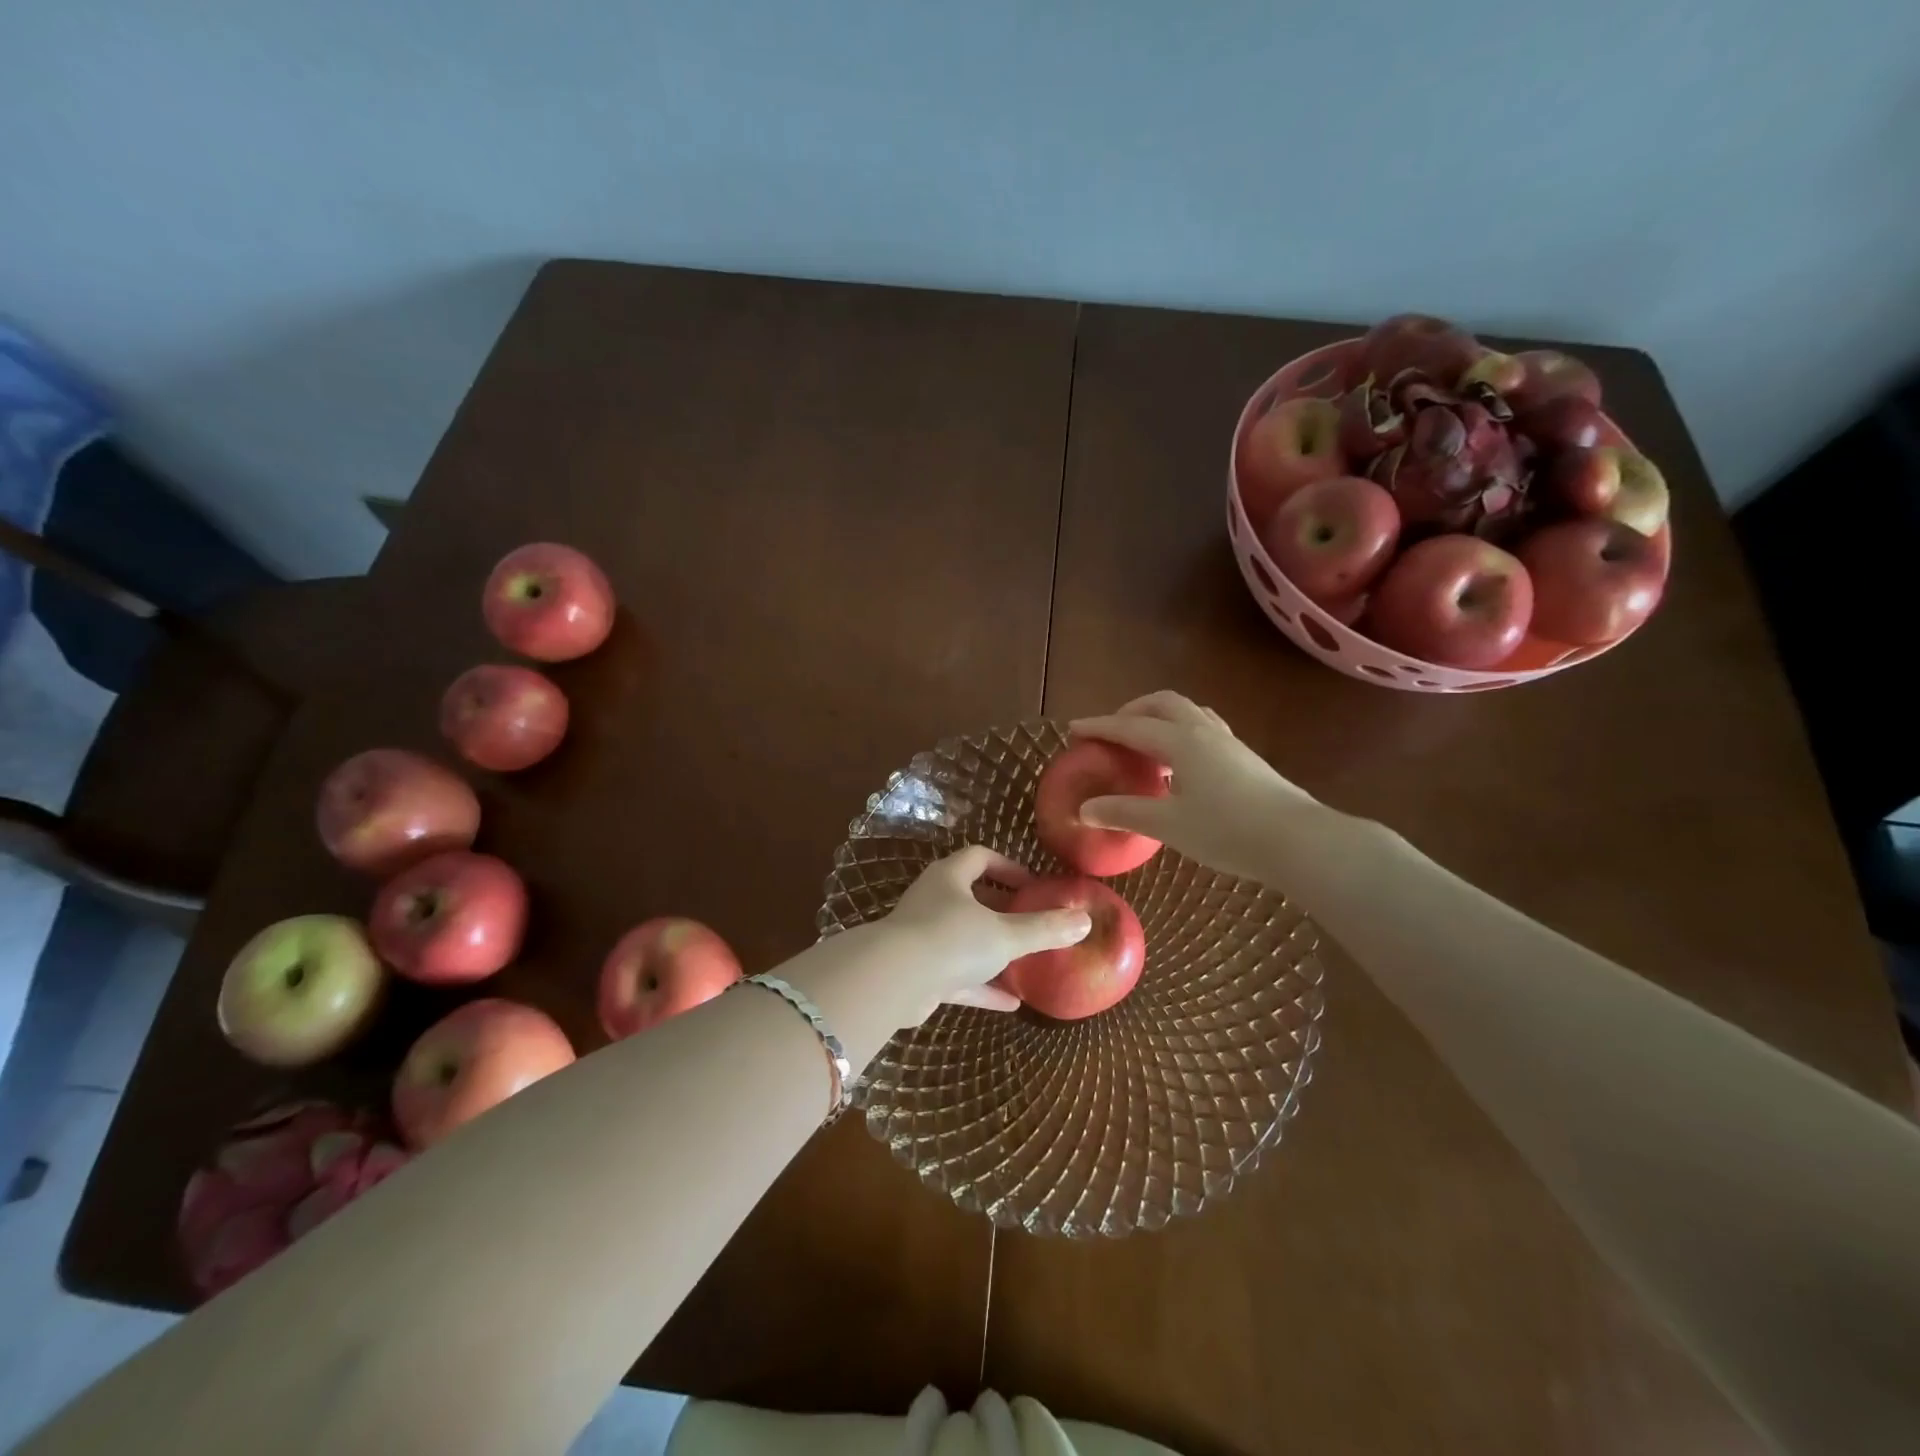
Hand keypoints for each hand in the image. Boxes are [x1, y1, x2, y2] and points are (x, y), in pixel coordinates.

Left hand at [878, 845, 1091, 1017]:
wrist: (893, 982)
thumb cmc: (952, 940)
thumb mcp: (1006, 934)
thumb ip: (1044, 929)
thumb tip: (1085, 921)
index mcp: (949, 878)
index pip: (979, 858)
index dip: (1008, 867)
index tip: (1033, 885)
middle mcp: (933, 901)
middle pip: (970, 897)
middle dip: (1001, 909)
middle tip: (1030, 920)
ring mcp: (923, 938)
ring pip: (963, 938)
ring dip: (991, 949)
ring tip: (1025, 960)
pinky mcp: (920, 973)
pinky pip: (958, 976)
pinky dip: (982, 985)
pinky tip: (1011, 1002)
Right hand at [1070, 691, 1321, 883]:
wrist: (1298, 840)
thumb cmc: (1227, 830)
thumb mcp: (1168, 824)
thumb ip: (1125, 812)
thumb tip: (1085, 809)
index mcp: (1181, 741)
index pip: (1130, 727)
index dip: (1099, 727)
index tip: (1073, 728)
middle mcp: (1203, 731)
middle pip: (1162, 703)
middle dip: (1132, 711)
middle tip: (1112, 731)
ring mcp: (1228, 742)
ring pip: (1188, 713)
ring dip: (1160, 718)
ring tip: (1145, 744)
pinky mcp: (1244, 757)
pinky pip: (1204, 729)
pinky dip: (1181, 733)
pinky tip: (1181, 765)